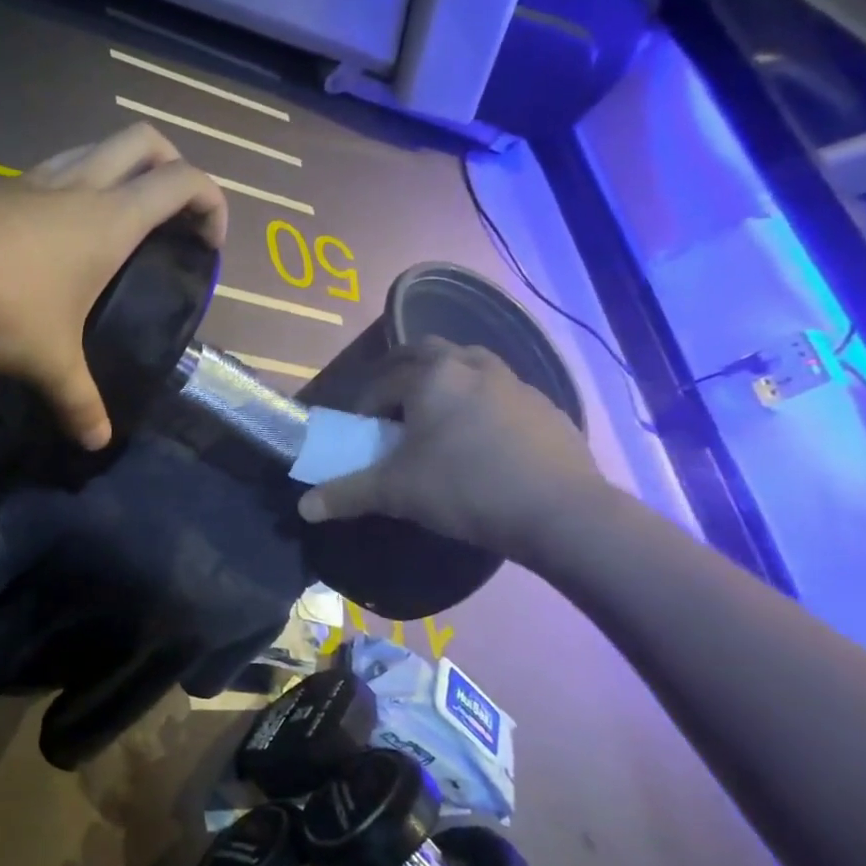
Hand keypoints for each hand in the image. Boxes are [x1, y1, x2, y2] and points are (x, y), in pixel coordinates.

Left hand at [0, 123, 228, 449]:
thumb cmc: (1, 306)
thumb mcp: (49, 362)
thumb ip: (79, 402)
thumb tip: (98, 441)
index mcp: (110, 220)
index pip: (184, 182)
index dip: (211, 203)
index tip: (208, 243)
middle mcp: (79, 185)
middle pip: (144, 140)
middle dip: (172, 164)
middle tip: (170, 213)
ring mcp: (34, 179)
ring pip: (93, 147)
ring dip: (117, 169)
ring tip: (115, 222)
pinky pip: (48, 172)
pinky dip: (68, 188)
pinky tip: (51, 234)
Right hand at [296, 338, 608, 563]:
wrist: (561, 513)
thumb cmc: (465, 489)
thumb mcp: (395, 493)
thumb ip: (346, 494)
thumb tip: (304, 508)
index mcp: (431, 377)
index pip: (382, 380)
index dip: (363, 405)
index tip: (360, 433)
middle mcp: (472, 366)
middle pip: (426, 351)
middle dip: (401, 372)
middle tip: (392, 406)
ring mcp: (515, 383)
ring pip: (468, 365)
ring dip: (444, 381)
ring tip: (436, 419)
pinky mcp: (545, 406)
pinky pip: (499, 392)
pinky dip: (479, 403)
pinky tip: (480, 441)